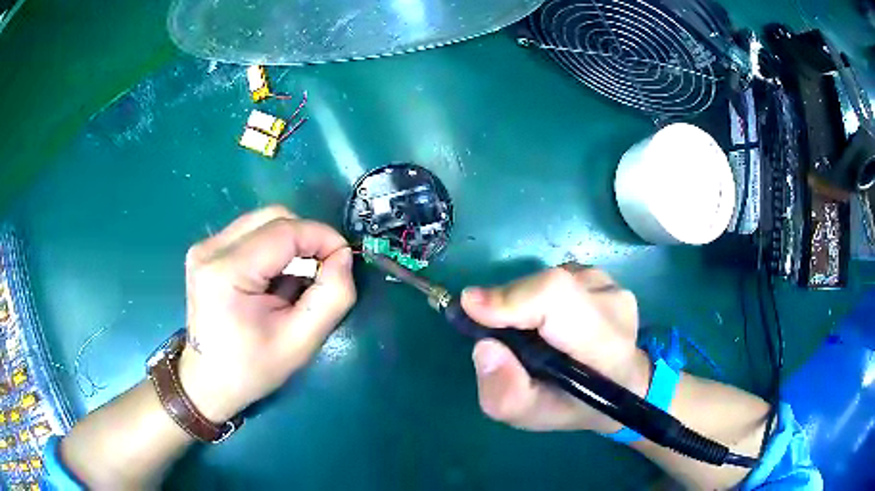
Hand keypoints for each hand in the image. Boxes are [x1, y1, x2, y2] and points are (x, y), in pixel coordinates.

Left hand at [178, 206, 356, 421]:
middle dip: (307, 237)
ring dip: (290, 242)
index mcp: (226, 272)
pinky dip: (273, 248)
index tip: (344, 259)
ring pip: (262, 222)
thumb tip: (343, 256)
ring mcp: (205, 247)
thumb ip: (332, 296)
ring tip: (298, 279)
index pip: (285, 230)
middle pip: (273, 217)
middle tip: (323, 269)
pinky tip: (275, 278)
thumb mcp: (301, 342)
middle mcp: (210, 249)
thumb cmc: (252, 368)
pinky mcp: (206, 251)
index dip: (322, 237)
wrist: (208, 381)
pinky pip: (250, 233)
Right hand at [461, 265, 650, 432]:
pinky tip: (548, 322)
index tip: (471, 307)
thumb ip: (505, 393)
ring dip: (524, 303)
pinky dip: (538, 297)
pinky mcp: (601, 276)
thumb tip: (485, 346)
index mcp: (606, 347)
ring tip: (530, 335)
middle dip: (509, 304)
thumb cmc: (577, 405)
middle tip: (491, 330)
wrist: (623, 383)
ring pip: (549, 280)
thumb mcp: (534, 416)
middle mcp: (615, 306)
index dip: (514, 299)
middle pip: (550, 286)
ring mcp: (611, 285)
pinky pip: (556, 278)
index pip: (560, 300)